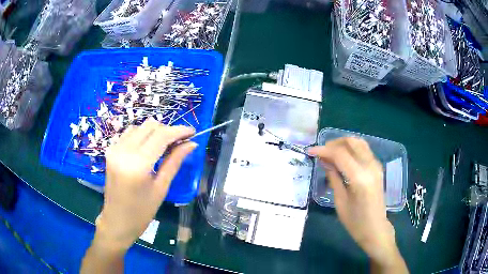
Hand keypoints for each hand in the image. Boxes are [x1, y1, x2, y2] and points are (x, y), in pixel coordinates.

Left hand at [95, 118, 196, 251]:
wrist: (117, 220)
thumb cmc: (142, 212)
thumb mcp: (161, 188)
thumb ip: (174, 162)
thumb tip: (192, 144)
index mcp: (137, 165)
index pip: (161, 136)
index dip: (179, 130)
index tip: (192, 131)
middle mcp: (123, 151)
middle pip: (150, 126)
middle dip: (168, 130)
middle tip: (180, 141)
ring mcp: (114, 149)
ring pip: (139, 127)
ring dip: (154, 132)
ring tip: (165, 145)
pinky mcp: (110, 151)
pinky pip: (129, 134)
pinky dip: (142, 135)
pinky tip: (148, 147)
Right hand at [308, 137, 405, 270]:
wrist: (375, 228)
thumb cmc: (355, 222)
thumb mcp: (340, 201)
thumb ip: (333, 177)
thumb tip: (324, 160)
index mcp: (360, 178)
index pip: (340, 154)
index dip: (323, 150)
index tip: (310, 151)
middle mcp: (370, 166)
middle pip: (351, 142)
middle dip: (333, 143)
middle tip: (321, 152)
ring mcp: (376, 165)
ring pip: (358, 142)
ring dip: (343, 144)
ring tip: (330, 153)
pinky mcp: (377, 167)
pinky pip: (363, 149)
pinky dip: (351, 149)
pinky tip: (342, 158)